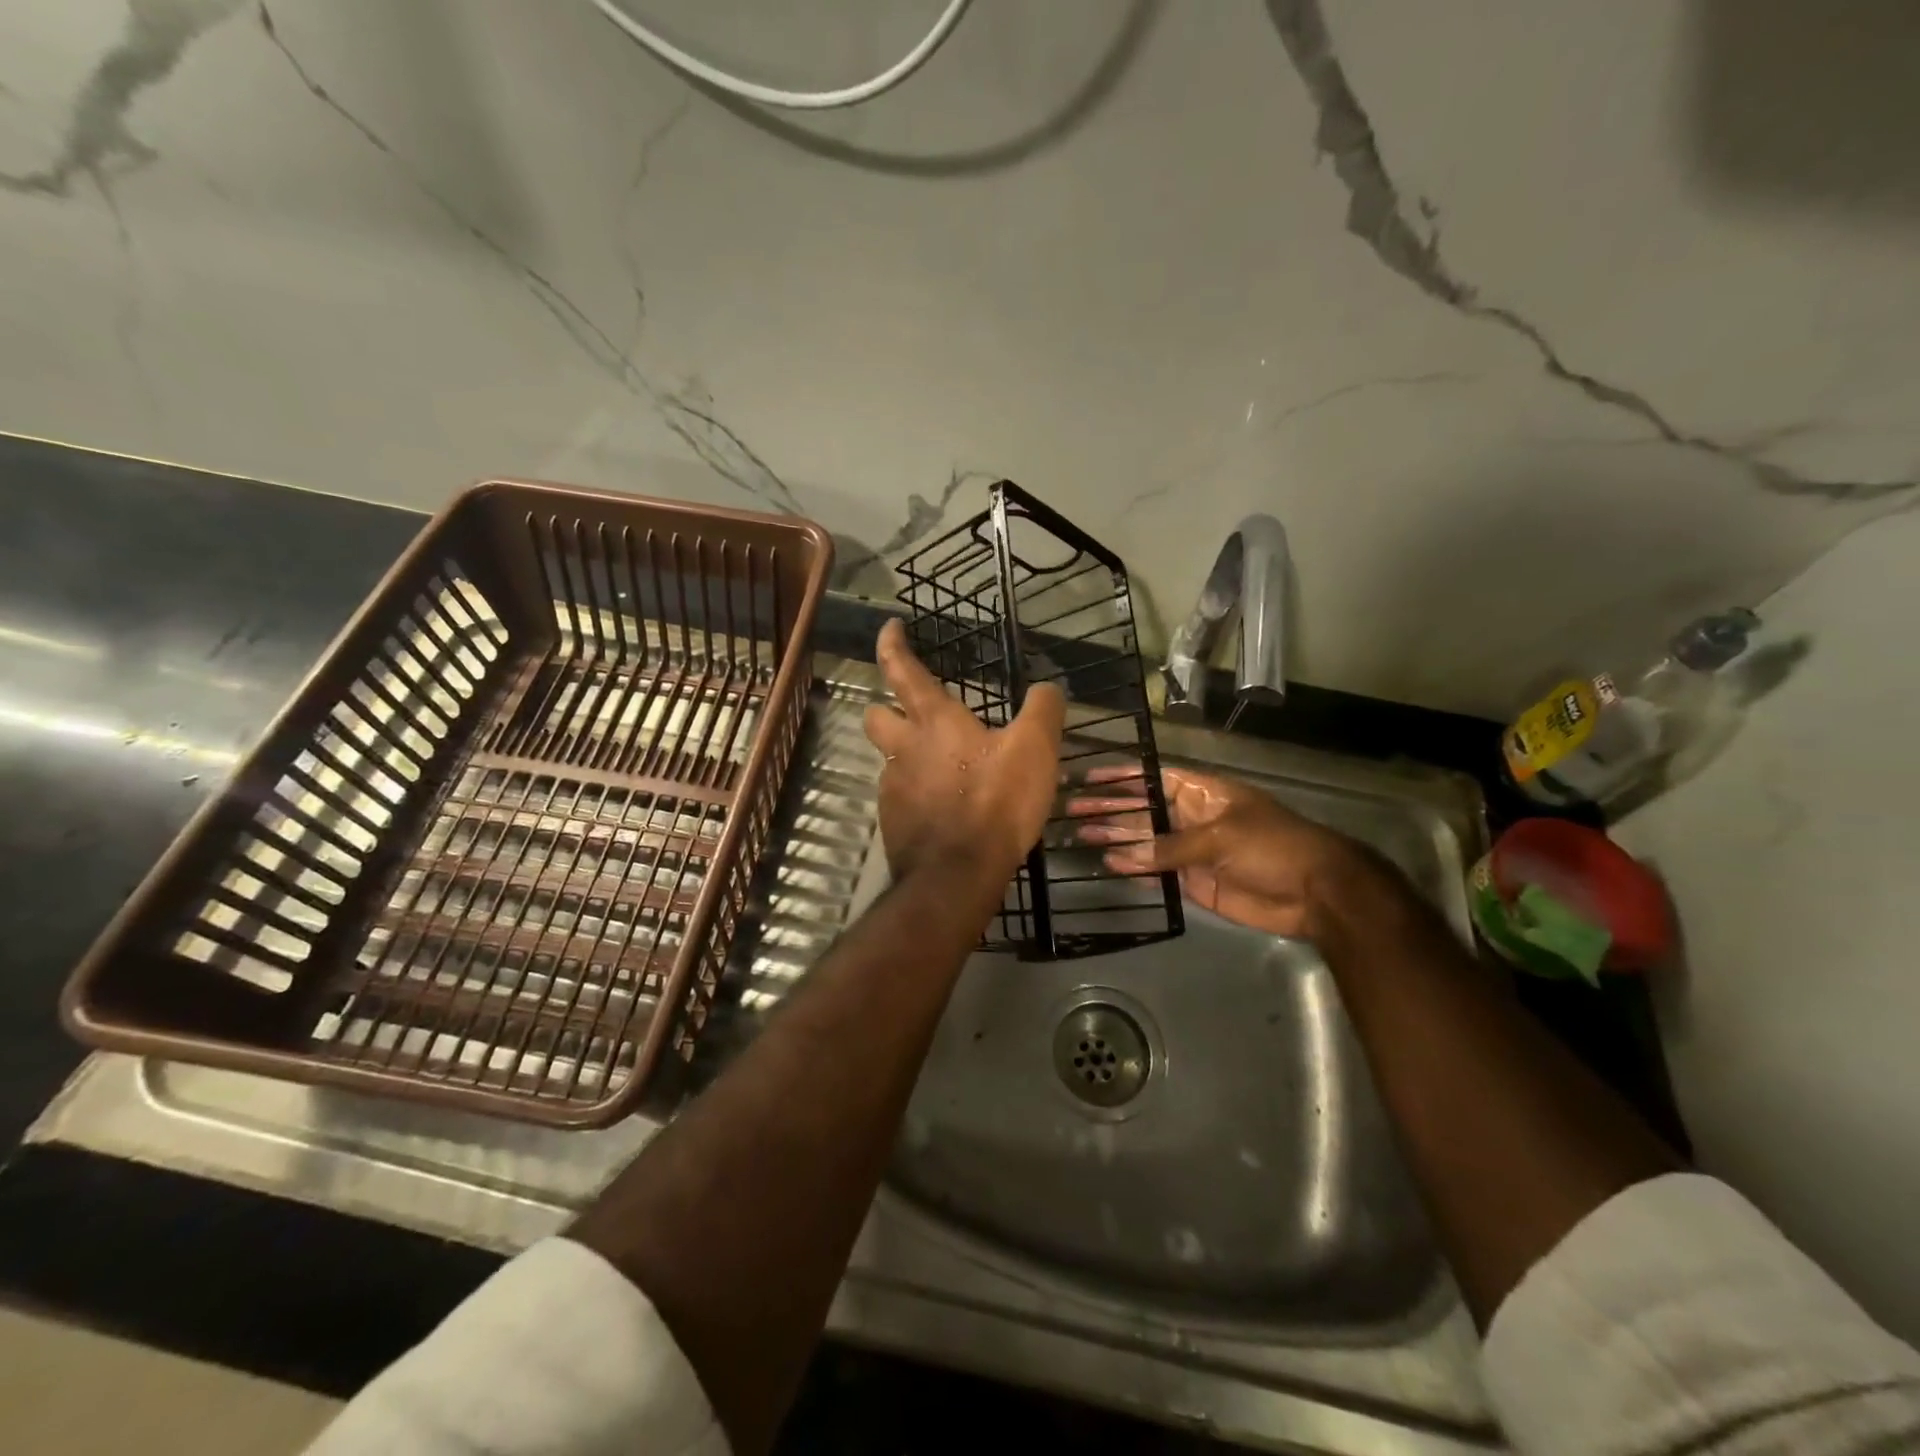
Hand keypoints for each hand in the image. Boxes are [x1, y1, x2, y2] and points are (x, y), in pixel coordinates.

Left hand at [863, 620, 1065, 884]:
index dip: (891, 644)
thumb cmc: (996, 802)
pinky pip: (900, 799)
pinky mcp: (894, 824)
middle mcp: (902, 749)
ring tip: (945, 771)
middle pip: (875, 715)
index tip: (890, 627)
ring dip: (908, 757)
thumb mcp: (1036, 749)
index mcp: (933, 721)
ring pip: (888, 760)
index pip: (901, 669)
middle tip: (912, 714)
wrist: (959, 874)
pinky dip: (917, 796)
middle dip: (885, 707)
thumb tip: (1048, 687)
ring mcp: (892, 788)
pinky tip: (944, 810)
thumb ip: (1044, 710)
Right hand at [1068, 764, 1384, 939]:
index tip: (1088, 776)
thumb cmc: (1272, 846)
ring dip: (1114, 839)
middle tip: (1071, 810)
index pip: (1152, 779)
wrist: (1314, 892)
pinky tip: (1108, 864)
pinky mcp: (1193, 881)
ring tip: (1079, 836)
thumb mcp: (1220, 837)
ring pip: (1144, 842)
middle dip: (1108, 809)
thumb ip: (1170, 847)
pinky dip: (1134, 869)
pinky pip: (1157, 872)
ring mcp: (1190, 850)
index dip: (1121, 777)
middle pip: (1141, 810)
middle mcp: (1191, 817)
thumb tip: (1122, 854)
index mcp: (1201, 793)